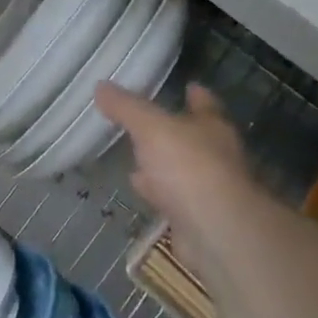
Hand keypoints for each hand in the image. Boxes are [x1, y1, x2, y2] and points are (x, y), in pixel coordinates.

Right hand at [95, 83, 259, 244]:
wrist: (215, 232)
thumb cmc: (189, 167)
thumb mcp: (151, 128)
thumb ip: (127, 108)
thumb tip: (101, 85)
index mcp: (213, 128)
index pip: (206, 104)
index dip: (196, 94)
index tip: (187, 86)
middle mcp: (216, 155)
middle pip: (194, 137)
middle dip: (175, 130)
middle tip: (148, 120)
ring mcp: (208, 188)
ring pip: (181, 168)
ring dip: (162, 162)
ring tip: (135, 152)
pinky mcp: (195, 216)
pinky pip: (171, 195)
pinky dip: (156, 190)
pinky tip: (138, 186)